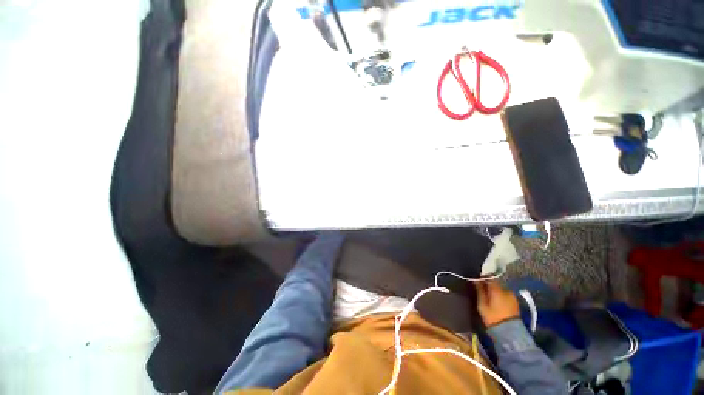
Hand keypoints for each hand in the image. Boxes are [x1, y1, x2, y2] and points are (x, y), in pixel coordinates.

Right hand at [475, 280, 519, 327]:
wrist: (509, 333)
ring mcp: (512, 296)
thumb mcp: (482, 304)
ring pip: (501, 289)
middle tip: (481, 288)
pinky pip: (505, 295)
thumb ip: (479, 291)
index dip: (483, 277)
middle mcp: (506, 290)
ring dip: (495, 290)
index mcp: (497, 289)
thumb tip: (476, 280)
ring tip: (489, 296)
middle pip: (496, 283)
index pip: (490, 277)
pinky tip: (496, 301)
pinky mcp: (515, 303)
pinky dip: (500, 295)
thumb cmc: (493, 317)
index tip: (477, 280)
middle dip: (489, 284)